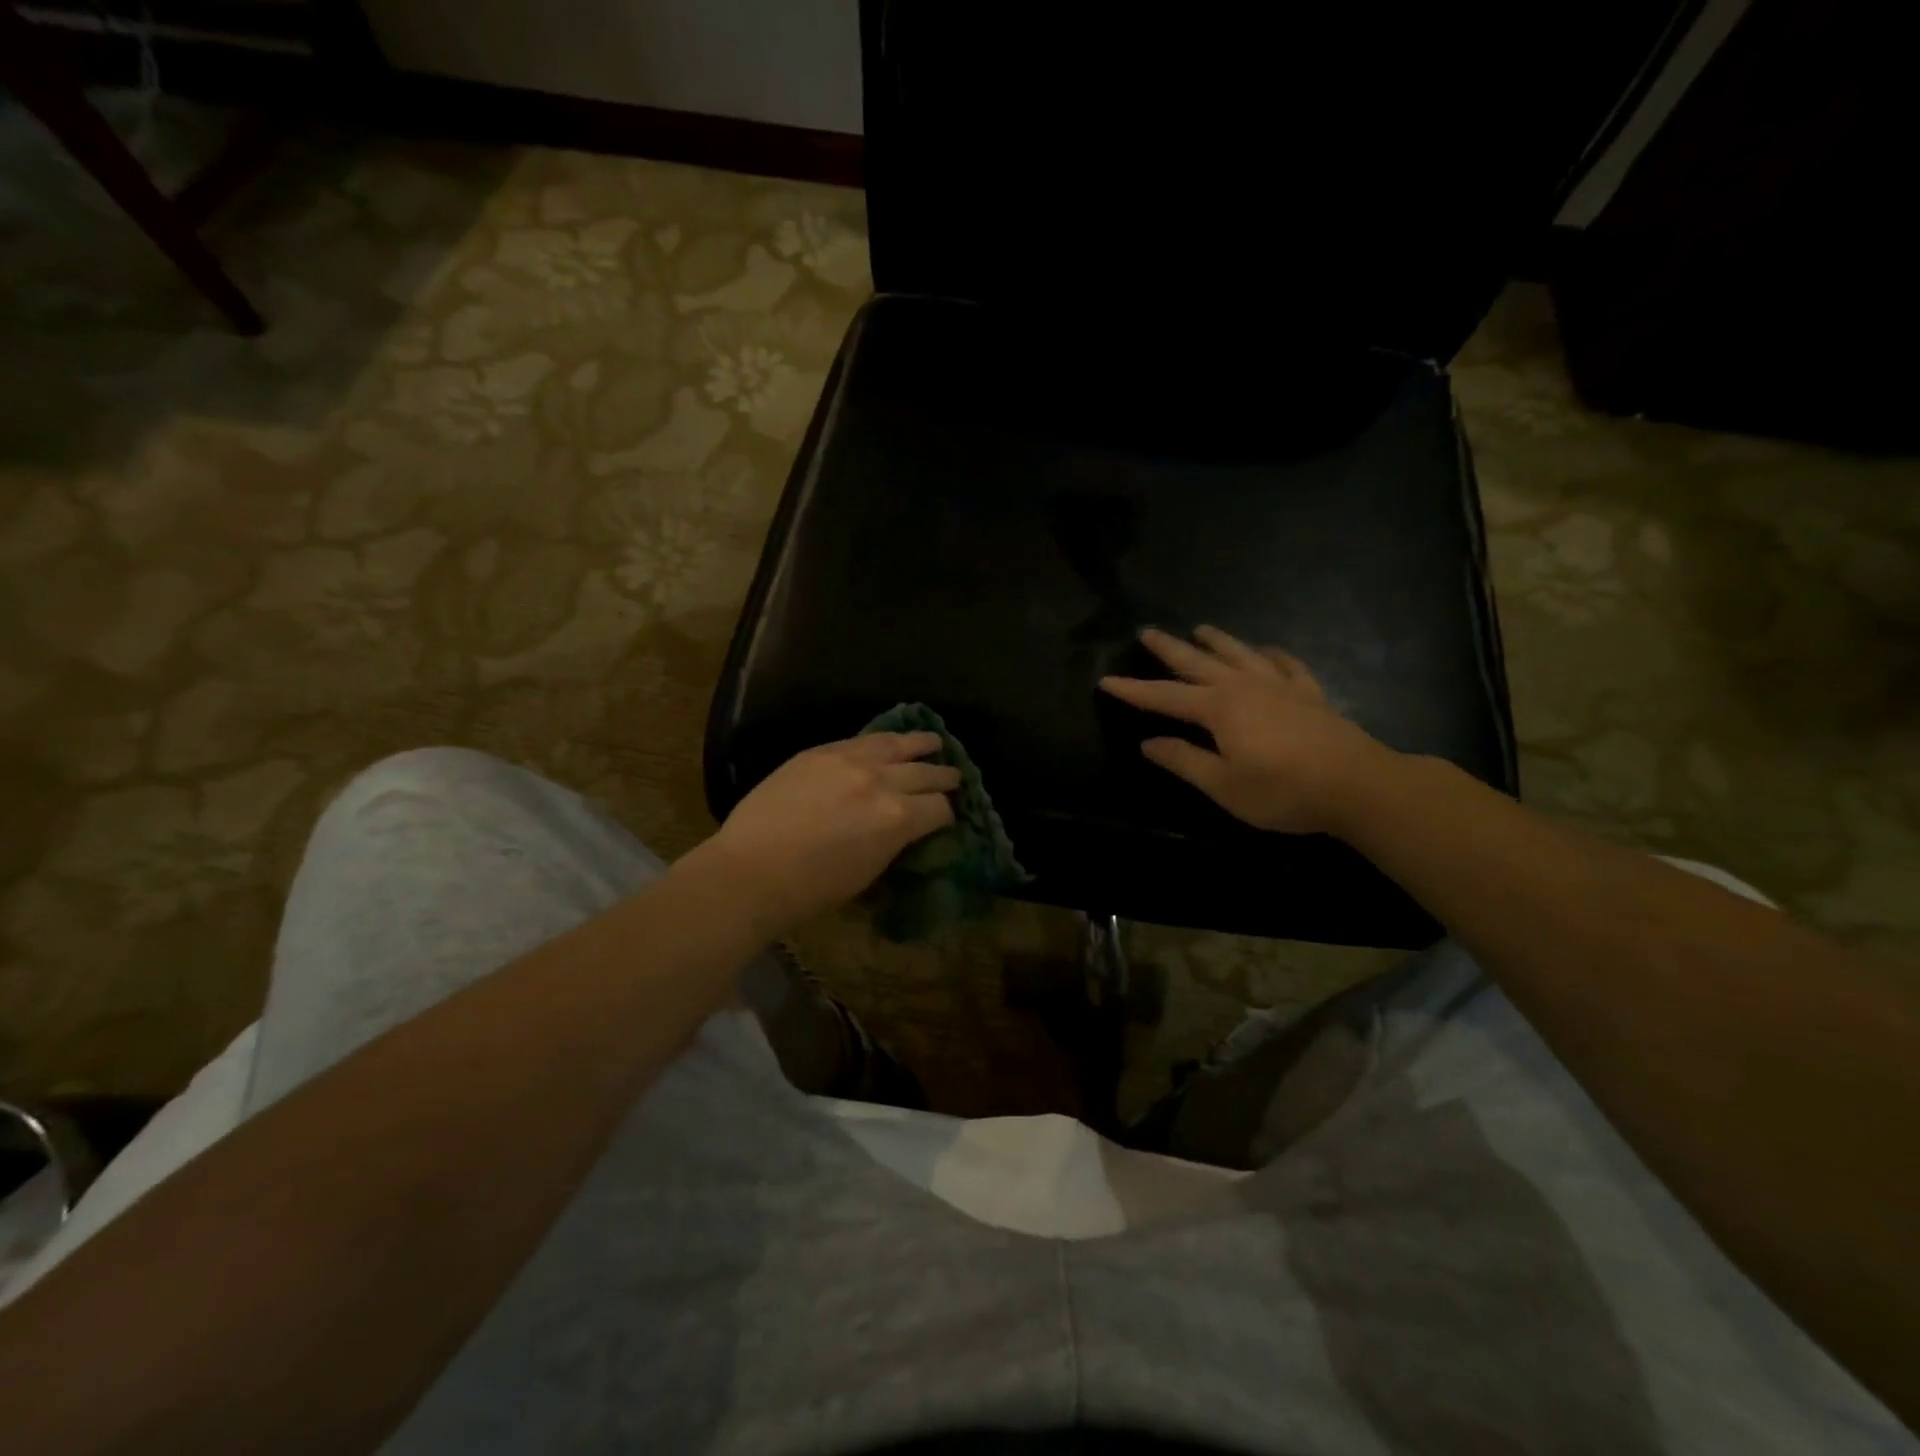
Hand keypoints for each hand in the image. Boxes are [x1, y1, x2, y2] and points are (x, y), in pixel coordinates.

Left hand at [701, 733, 959, 935]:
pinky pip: (861, 738)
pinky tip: (888, 740)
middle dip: (944, 777)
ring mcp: (849, 760)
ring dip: (920, 744)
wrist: (752, 870)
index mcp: (898, 819)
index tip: (947, 818)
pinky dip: (881, 740)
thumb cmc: (813, 889)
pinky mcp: (821, 751)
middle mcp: (881, 782)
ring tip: (934, 742)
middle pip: (926, 773)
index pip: (939, 809)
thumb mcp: (869, 871)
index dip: (948, 814)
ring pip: (897, 744)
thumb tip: (907, 828)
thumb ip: (895, 841)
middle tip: (955, 777)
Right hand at [1099, 626, 1395, 834]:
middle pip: (1198, 662)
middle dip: (1169, 649)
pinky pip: (1285, 663)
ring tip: (1200, 628)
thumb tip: (1149, 743)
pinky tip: (1265, 650)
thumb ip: (1184, 761)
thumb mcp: (1223, 785)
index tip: (1105, 680)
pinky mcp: (1310, 694)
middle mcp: (1244, 686)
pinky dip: (1270, 653)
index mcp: (1218, 709)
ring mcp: (1280, 686)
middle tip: (1147, 632)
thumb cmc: (1283, 791)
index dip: (1134, 690)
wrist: (1358, 785)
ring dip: (1217, 641)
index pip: (1165, 697)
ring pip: (1240, 654)